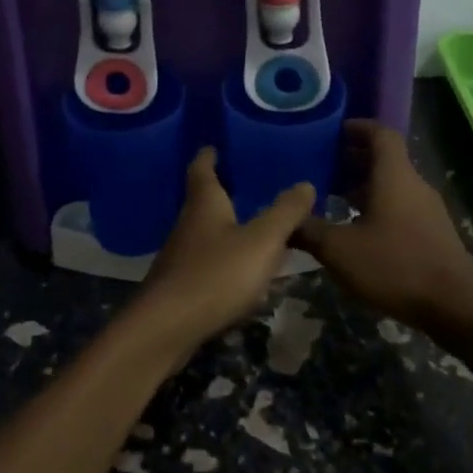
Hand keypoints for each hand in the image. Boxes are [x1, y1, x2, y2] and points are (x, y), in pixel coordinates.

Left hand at [126, 148, 314, 355]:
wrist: (168, 327)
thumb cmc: (216, 274)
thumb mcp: (262, 241)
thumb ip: (285, 213)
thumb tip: (305, 183)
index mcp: (204, 203)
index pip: (202, 168)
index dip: (209, 155)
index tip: (215, 145)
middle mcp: (188, 223)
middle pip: (202, 199)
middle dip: (221, 190)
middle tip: (245, 181)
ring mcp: (181, 255)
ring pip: (205, 231)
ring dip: (224, 225)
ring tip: (251, 223)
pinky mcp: (181, 284)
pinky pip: (206, 260)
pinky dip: (224, 256)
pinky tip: (241, 269)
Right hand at [291, 120, 472, 328]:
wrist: (456, 308)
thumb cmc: (395, 266)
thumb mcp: (340, 250)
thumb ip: (309, 230)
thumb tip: (286, 220)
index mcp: (394, 176)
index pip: (381, 134)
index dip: (358, 127)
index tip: (333, 131)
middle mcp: (414, 185)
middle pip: (385, 159)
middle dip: (353, 159)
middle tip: (321, 166)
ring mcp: (428, 210)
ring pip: (392, 185)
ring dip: (364, 186)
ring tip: (332, 198)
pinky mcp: (433, 233)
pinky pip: (401, 206)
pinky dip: (377, 207)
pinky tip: (357, 230)